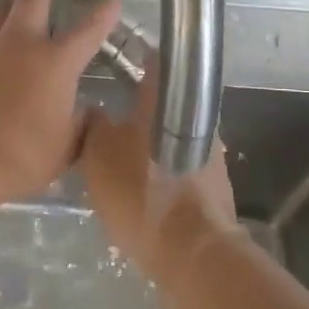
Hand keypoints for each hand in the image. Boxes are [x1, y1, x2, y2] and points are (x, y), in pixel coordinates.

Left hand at [0, 0, 120, 199]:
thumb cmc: (20, 156)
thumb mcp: (63, 149)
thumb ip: (78, 127)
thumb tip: (87, 114)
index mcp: (54, 63)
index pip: (87, 31)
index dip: (103, 13)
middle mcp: (18, 46)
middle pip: (32, 0)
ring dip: (6, 7)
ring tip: (10, 7)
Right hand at [79, 59, 238, 283]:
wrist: (192, 251)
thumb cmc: (140, 191)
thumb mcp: (98, 155)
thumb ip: (93, 125)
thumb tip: (95, 110)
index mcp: (167, 98)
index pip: (154, 59)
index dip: (135, 57)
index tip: (116, 61)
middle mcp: (196, 115)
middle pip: (165, 99)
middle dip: (140, 105)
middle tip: (110, 115)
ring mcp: (210, 149)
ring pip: (172, 132)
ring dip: (151, 139)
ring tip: (121, 154)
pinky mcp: (214, 181)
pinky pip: (181, 161)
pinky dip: (163, 166)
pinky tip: (142, 182)